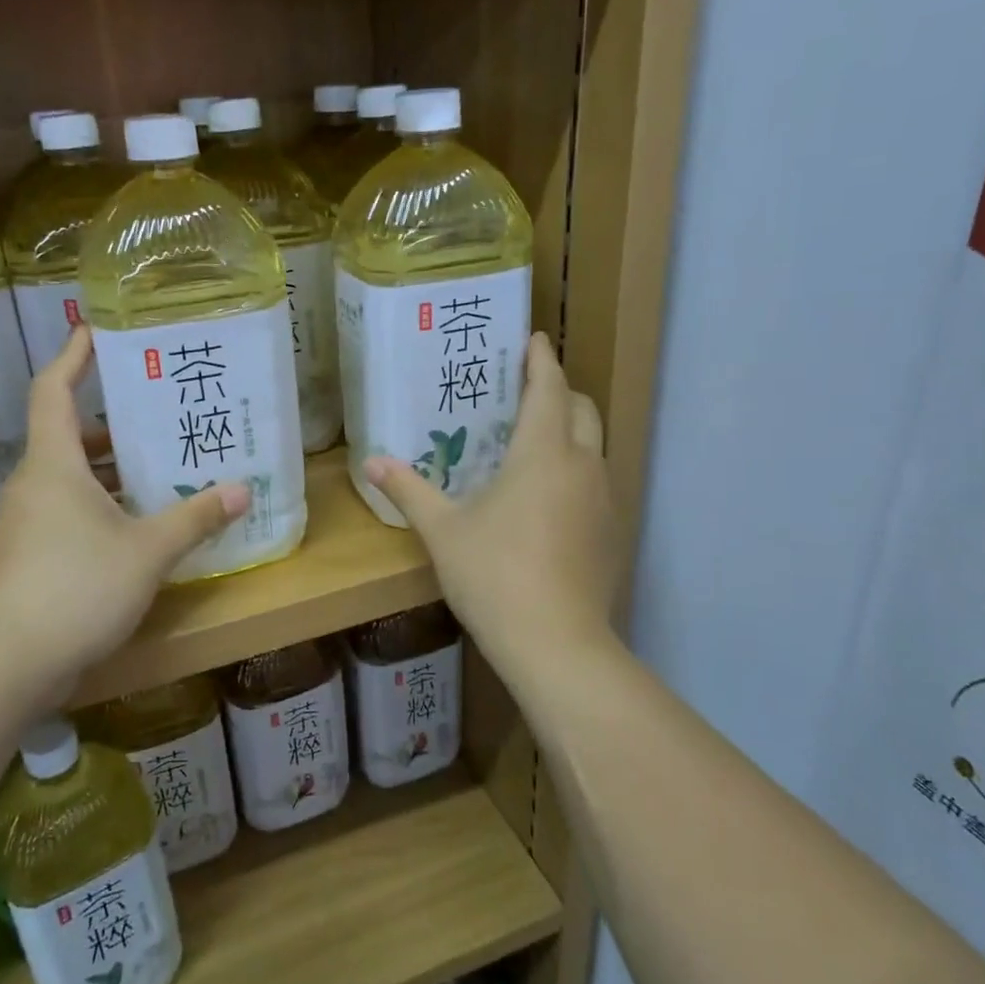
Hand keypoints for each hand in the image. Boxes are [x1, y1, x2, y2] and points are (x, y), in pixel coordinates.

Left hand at [0, 325, 247, 699]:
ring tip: (161, 464)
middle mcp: (35, 484)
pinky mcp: (31, 556)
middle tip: (159, 410)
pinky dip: (103, 505)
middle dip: (113, 421)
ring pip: (72, 478)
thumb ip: (195, 517)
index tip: (96, 329)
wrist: (5, 665)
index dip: (74, 356)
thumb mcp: (147, 550)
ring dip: (112, 469)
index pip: (54, 390)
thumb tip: (241, 491)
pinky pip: (70, 512)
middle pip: (69, 434)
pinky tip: (140, 524)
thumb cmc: (76, 588)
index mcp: (54, 464)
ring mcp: (28, 522)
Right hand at [364, 334, 619, 670]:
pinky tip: (548, 498)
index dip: (541, 360)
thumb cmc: (494, 574)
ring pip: (595, 446)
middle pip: (582, 409)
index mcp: (543, 452)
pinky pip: (597, 481)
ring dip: (570, 432)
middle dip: (559, 392)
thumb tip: (372, 462)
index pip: (548, 388)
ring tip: (534, 442)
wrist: (556, 644)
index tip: (533, 339)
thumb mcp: (443, 531)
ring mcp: (604, 500)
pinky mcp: (612, 532)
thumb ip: (409, 490)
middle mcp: (583, 465)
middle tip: (526, 392)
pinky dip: (577, 470)